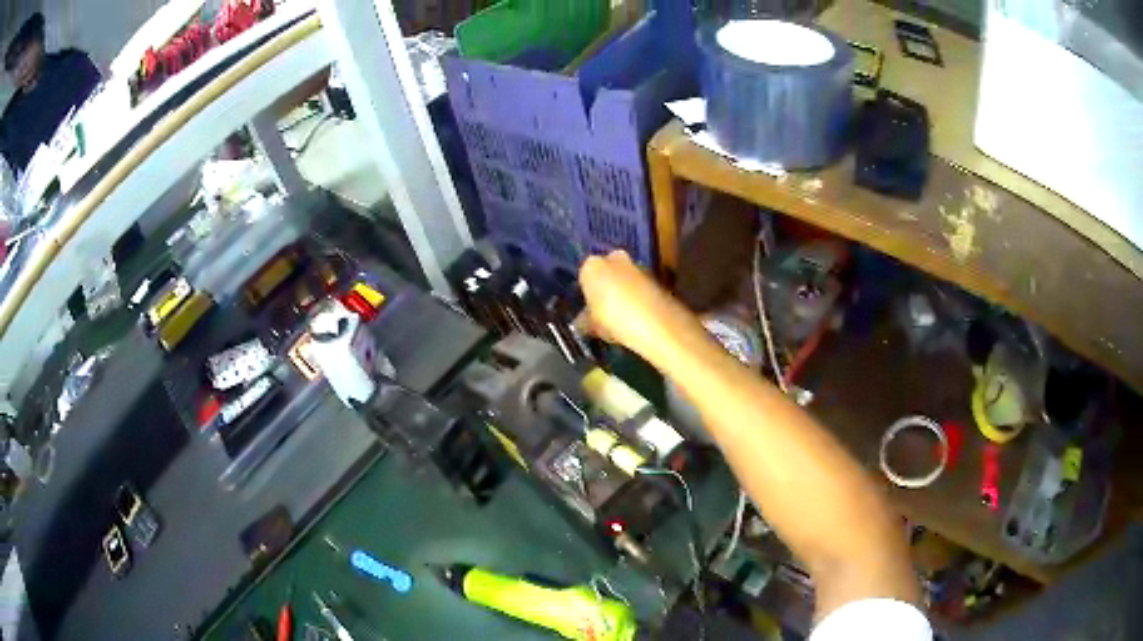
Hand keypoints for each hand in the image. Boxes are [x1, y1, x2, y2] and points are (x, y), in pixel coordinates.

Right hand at [578, 251, 699, 360]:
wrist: (658, 323)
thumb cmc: (614, 319)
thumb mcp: (591, 325)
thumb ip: (585, 319)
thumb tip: (583, 321)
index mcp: (592, 265)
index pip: (583, 276)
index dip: (586, 294)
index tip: (588, 310)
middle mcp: (615, 258)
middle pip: (606, 274)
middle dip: (606, 289)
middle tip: (603, 313)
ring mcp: (638, 266)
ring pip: (625, 280)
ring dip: (623, 295)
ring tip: (621, 320)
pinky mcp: (657, 278)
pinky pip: (640, 289)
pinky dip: (638, 300)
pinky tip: (638, 319)